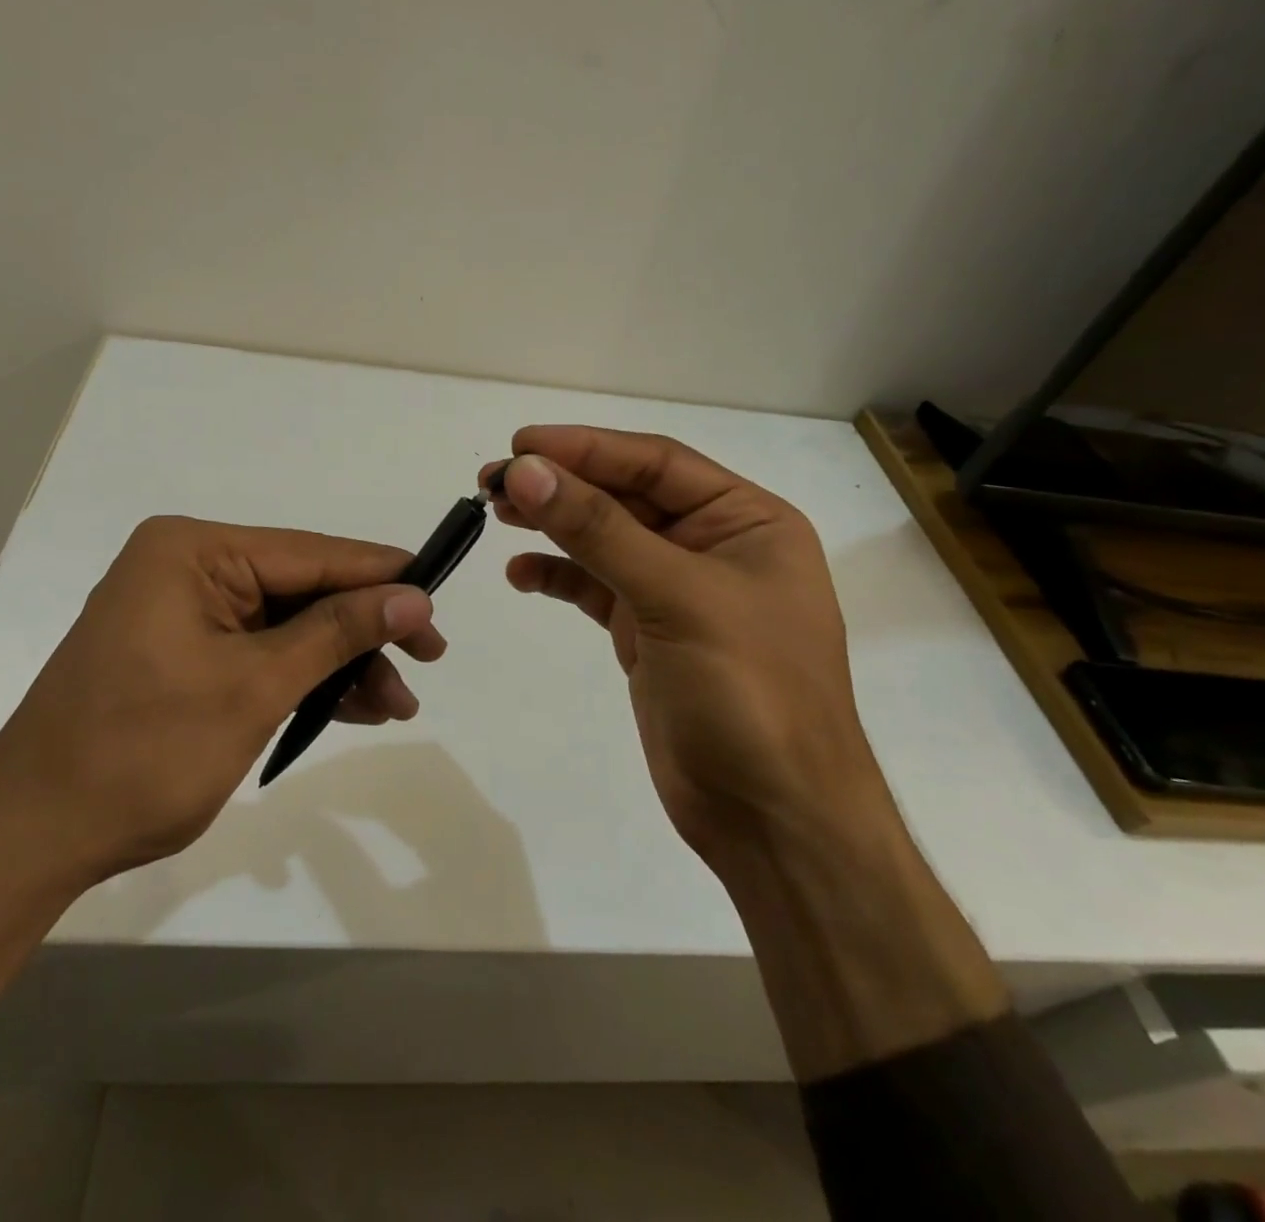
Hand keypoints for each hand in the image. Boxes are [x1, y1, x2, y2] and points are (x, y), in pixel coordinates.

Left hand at [0, 516, 445, 888]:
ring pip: (288, 626)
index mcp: (193, 551)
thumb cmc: (142, 752)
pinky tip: (354, 707)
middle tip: (429, 659)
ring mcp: (183, 612)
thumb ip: (337, 633)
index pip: (310, 553)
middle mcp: (187, 567)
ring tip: (398, 704)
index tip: (439, 596)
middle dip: (364, 630)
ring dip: (341, 663)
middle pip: (303, 589)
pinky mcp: (183, 653)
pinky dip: (305, 680)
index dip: (381, 575)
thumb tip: (414, 596)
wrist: (33, 838)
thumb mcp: (253, 687)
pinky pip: (261, 653)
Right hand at [481, 427, 881, 867]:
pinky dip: (559, 576)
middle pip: (626, 496)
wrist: (772, 818)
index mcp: (746, 521)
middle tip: (492, 481)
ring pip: (606, 540)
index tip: (519, 446)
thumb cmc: (748, 693)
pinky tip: (521, 574)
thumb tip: (525, 471)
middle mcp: (714, 547)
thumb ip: (598, 530)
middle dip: (562, 485)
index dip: (586, 448)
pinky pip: (596, 589)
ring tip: (494, 514)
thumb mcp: (676, 597)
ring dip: (553, 525)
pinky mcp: (649, 634)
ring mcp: (679, 592)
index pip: (656, 462)